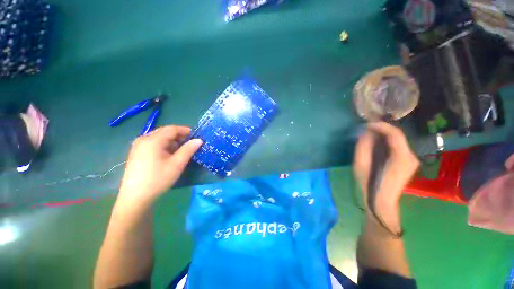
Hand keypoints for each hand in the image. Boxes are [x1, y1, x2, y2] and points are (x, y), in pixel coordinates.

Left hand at [117, 126, 201, 205]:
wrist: (135, 198)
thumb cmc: (158, 179)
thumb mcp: (177, 164)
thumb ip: (189, 149)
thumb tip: (199, 140)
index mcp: (152, 140)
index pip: (172, 129)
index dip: (185, 130)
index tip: (196, 136)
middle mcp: (143, 139)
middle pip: (165, 132)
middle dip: (179, 136)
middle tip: (190, 143)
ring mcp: (138, 146)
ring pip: (159, 137)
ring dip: (172, 141)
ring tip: (181, 150)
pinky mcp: (137, 153)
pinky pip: (153, 143)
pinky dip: (164, 145)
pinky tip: (169, 155)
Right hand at [354, 122, 419, 231]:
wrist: (382, 202)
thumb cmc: (369, 184)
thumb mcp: (361, 165)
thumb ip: (363, 147)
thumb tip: (366, 133)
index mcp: (401, 158)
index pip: (395, 134)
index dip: (381, 126)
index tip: (367, 124)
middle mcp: (411, 156)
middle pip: (398, 136)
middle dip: (382, 129)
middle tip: (367, 128)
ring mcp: (412, 160)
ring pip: (398, 140)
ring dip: (384, 135)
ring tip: (370, 134)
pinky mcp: (409, 163)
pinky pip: (398, 146)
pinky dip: (387, 141)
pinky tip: (377, 143)